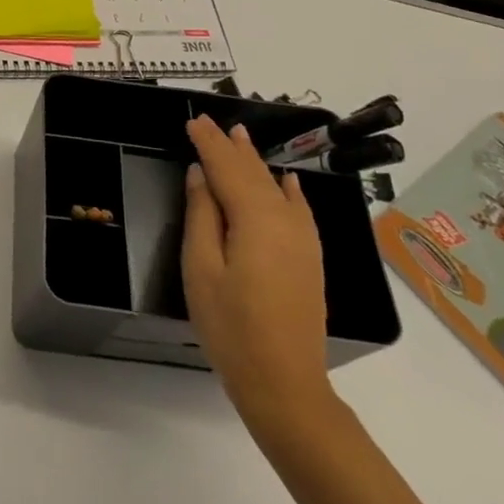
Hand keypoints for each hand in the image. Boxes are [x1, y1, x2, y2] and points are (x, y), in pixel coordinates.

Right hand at [182, 115, 337, 439]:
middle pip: (253, 173)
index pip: (226, 167)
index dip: (208, 143)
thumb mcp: (201, 268)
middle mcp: (284, 220)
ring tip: (240, 137)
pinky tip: (286, 180)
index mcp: (254, 218)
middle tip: (210, 122)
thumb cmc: (231, 326)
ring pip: (275, 187)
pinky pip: (299, 210)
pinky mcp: (310, 259)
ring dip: (255, 161)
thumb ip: (202, 215)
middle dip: (230, 146)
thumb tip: (200, 174)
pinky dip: (289, 190)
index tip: (193, 120)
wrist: (285, 383)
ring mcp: (303, 240)